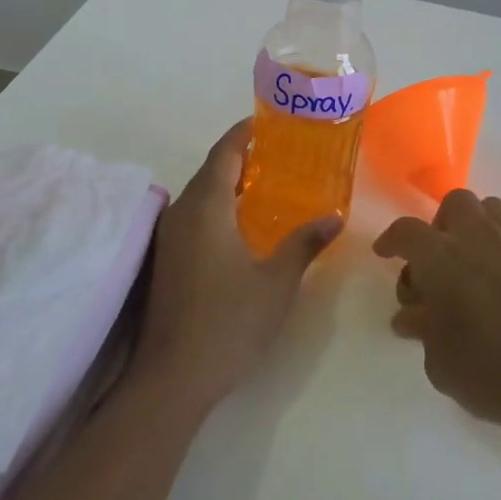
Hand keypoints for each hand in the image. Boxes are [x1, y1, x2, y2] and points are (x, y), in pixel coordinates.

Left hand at [135, 118, 340, 411]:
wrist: (172, 377)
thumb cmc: (229, 322)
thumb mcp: (277, 282)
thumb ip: (304, 243)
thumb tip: (334, 216)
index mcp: (206, 206)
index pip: (224, 153)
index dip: (244, 133)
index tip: (268, 122)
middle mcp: (181, 213)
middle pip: (211, 171)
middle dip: (242, 158)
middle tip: (281, 155)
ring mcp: (169, 238)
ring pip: (200, 196)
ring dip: (229, 185)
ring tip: (268, 186)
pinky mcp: (166, 260)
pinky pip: (194, 217)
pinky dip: (218, 208)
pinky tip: (243, 227)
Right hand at [375, 190, 500, 439]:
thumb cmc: (492, 369)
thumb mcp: (441, 362)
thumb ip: (423, 332)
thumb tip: (413, 317)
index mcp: (441, 256)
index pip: (406, 232)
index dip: (391, 240)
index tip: (384, 253)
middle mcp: (476, 239)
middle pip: (455, 204)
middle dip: (438, 226)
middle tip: (431, 265)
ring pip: (488, 212)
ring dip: (470, 230)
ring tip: (462, 270)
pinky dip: (494, 253)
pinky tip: (489, 293)